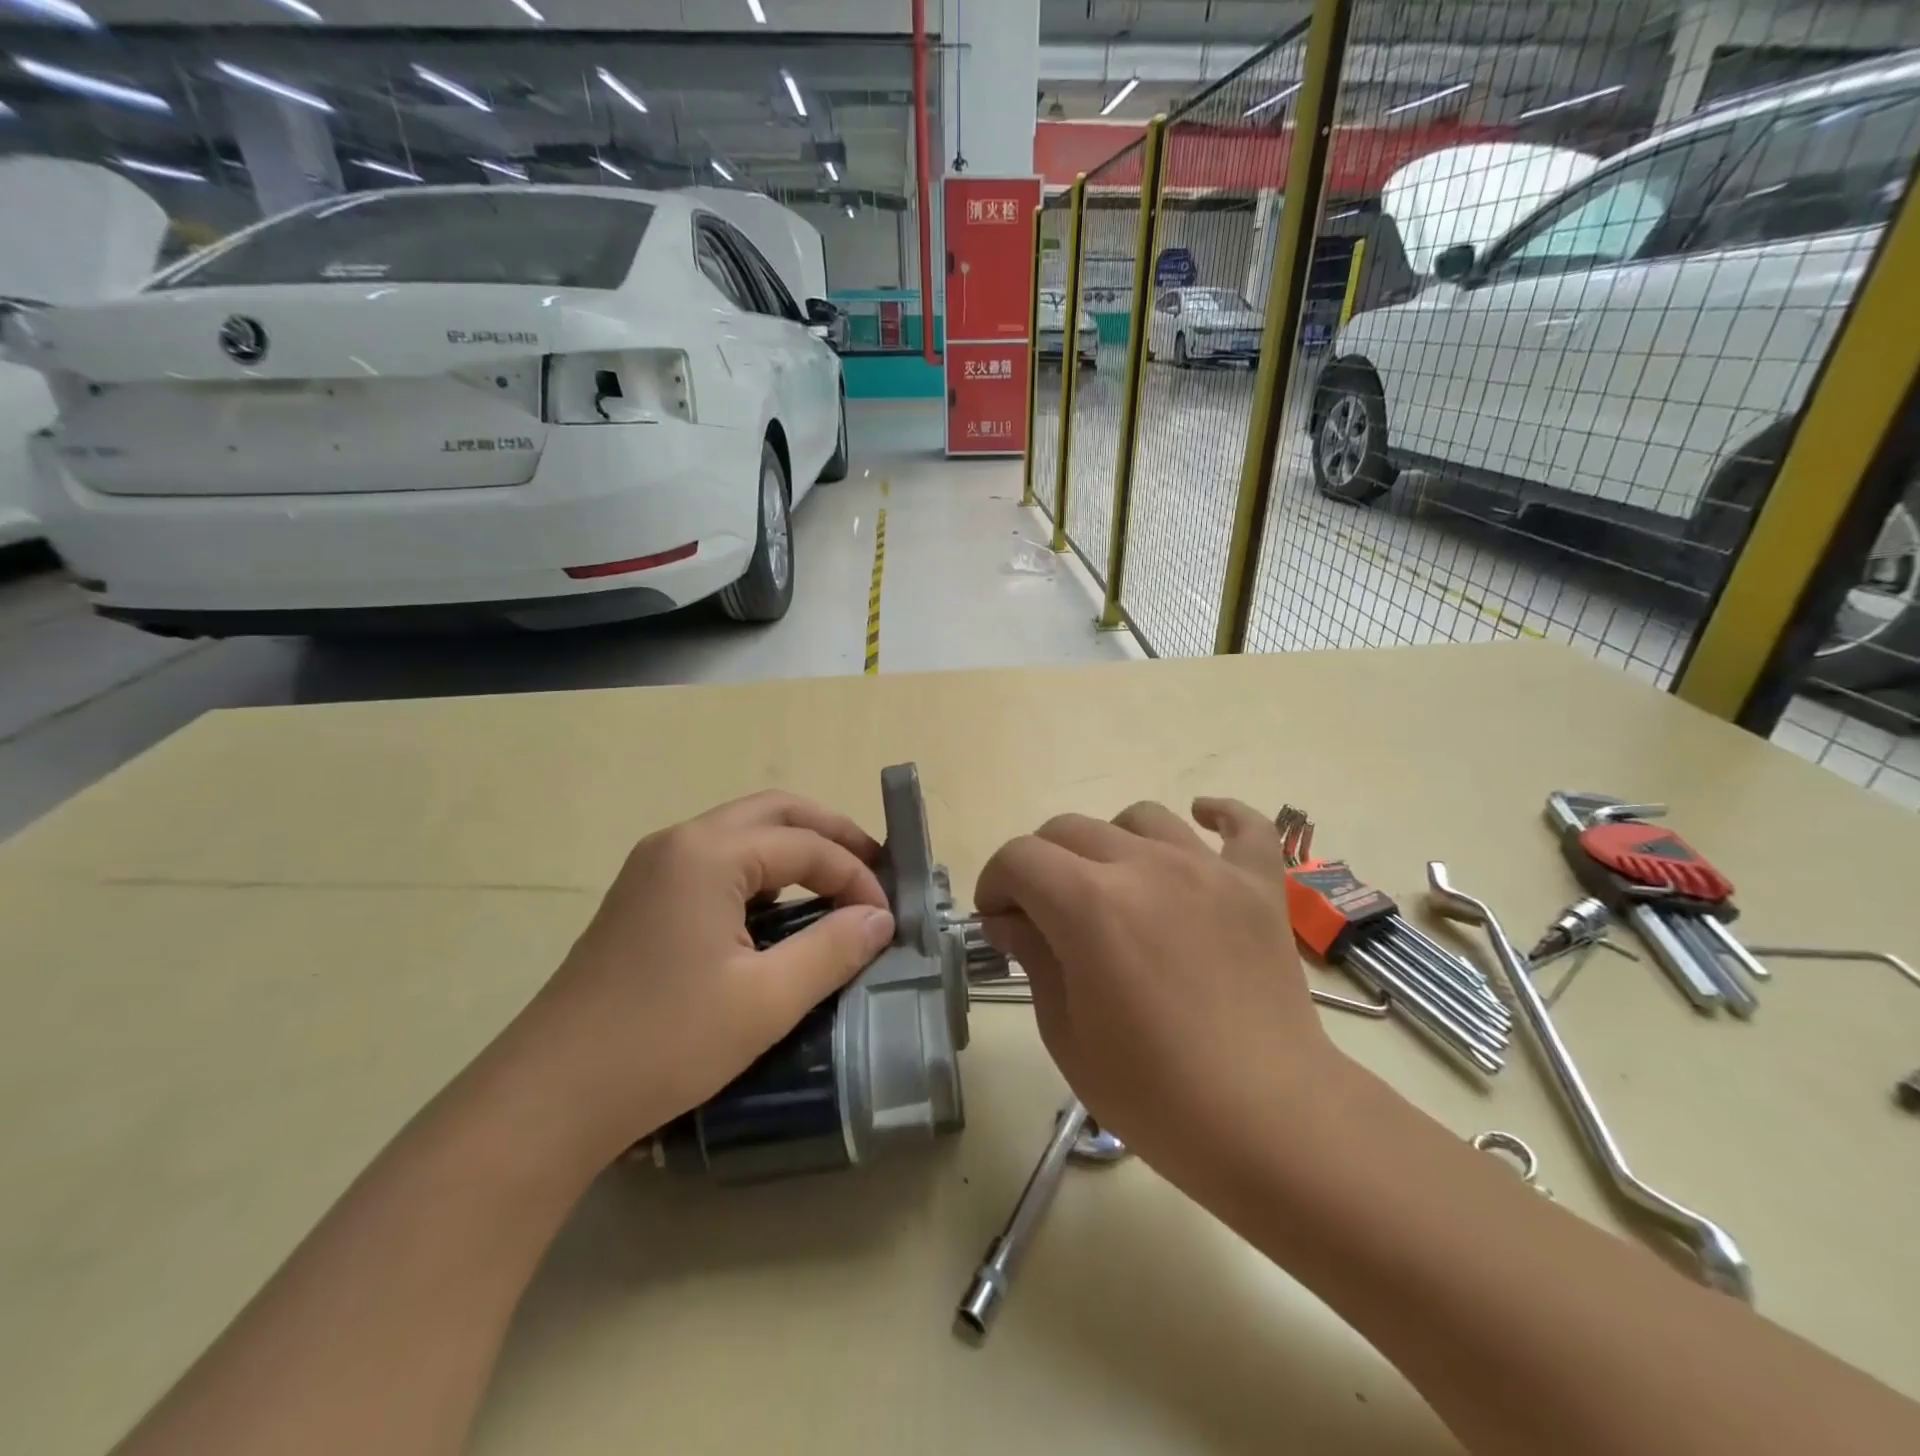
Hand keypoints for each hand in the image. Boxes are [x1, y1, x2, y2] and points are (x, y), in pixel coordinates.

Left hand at [490, 792, 895, 1167]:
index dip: (856, 876)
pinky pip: (717, 859)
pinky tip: (779, 908)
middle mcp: (680, 842)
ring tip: (836, 882)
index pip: (806, 845)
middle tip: (873, 868)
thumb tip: (879, 919)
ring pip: (743, 830)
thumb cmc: (664, 1043)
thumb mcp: (766, 1001)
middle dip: (831, 834)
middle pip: (775, 812)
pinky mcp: (642, 895)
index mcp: (710, 855)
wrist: (549, 1096)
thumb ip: (832, 949)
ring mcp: (654, 866)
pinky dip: (762, 868)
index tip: (886, 918)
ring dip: (795, 846)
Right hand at [974, 798, 1338, 1188]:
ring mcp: (1207, 869)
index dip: (995, 882)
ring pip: (1140, 818)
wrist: (1268, 1123)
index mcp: (1089, 904)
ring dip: (1110, 842)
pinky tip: (1200, 823)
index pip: (1019, 858)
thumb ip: (1033, 957)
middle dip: (1040, 863)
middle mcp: (1145, 866)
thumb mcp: (1066, 1033)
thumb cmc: (1154, 1093)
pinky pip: (1243, 825)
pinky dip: (1220, 816)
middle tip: (1043, 911)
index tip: (996, 918)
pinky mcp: (1258, 885)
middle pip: (1069, 829)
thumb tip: (1008, 919)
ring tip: (1113, 884)